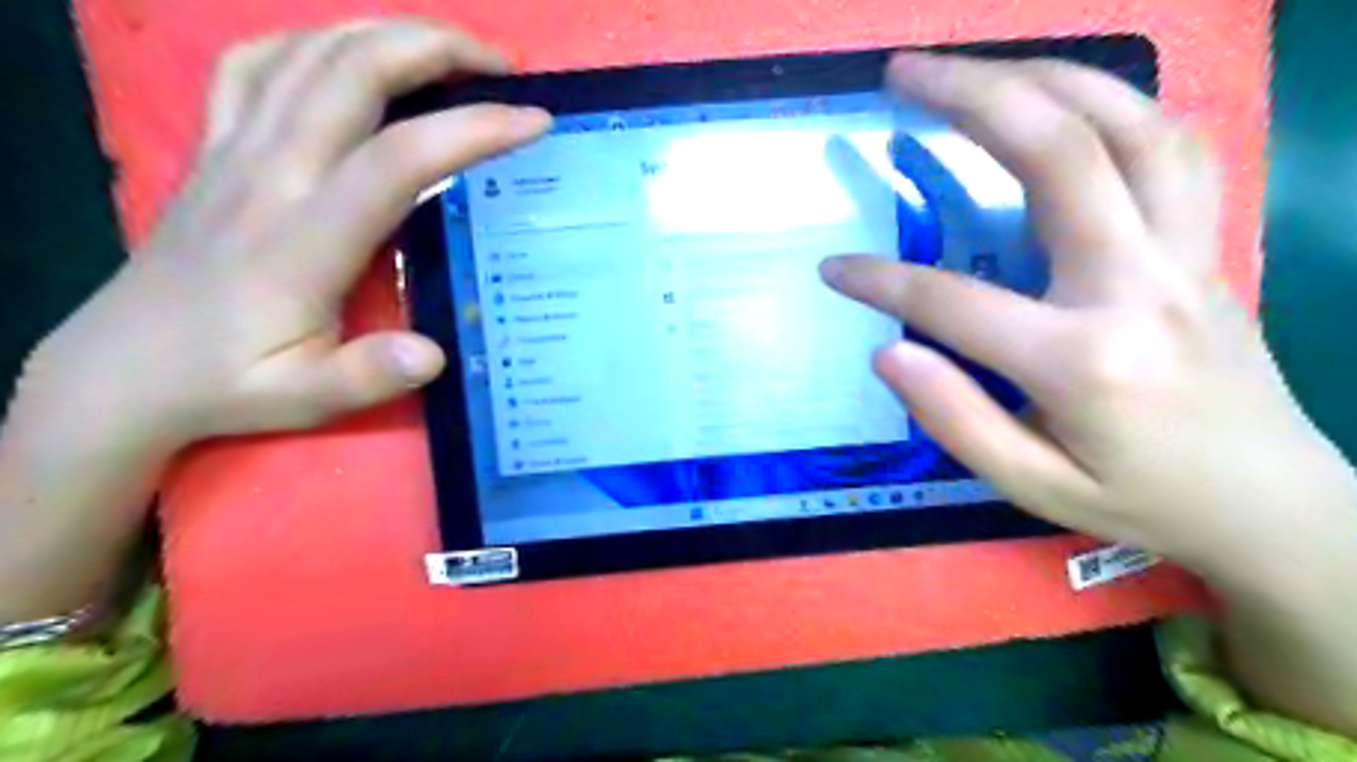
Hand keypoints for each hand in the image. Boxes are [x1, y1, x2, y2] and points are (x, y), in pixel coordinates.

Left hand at [23, 20, 549, 451]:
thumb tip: (434, 354)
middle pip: (353, 72)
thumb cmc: (229, 383)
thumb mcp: (305, 398)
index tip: (533, 122)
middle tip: (500, 67)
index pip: (398, 159)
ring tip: (448, 52)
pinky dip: (314, 41)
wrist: (124, 367)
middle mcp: (268, 175)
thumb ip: (369, 375)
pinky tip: (350, 56)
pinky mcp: (214, 146)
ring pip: (309, 52)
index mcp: (303, 239)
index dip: (471, 130)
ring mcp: (234, 150)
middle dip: (437, 49)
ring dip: (387, 34)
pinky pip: (257, 64)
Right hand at [814, 53, 1355, 582]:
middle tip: (901, 74)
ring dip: (1043, 77)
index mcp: (1083, 360)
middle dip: (970, 98)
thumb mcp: (1032, 487)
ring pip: (1127, 124)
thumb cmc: (1141, 501)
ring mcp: (1184, 253)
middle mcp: (1138, 285)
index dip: (881, 282)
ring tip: (974, 65)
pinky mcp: (1205, 243)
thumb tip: (887, 352)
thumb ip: (955, 419)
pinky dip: (1112, 102)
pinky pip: (1170, 144)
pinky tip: (1063, 97)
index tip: (833, 269)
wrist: (1272, 503)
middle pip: (1057, 156)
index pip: (953, 303)